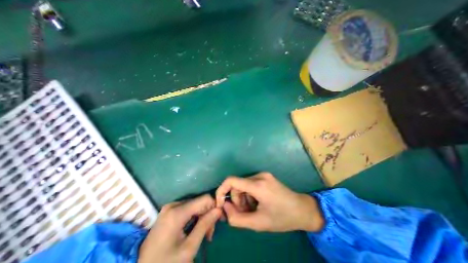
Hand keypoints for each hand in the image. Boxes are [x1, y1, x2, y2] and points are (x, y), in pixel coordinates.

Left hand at [137, 194, 221, 260]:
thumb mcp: (189, 248)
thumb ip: (205, 225)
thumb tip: (219, 209)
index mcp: (177, 212)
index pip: (205, 199)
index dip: (214, 206)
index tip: (217, 221)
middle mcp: (174, 204)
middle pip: (200, 202)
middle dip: (207, 215)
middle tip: (209, 233)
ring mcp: (170, 207)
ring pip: (195, 205)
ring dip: (201, 217)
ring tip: (203, 233)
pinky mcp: (169, 211)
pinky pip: (187, 208)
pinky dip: (194, 217)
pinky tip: (194, 229)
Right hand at [216, 173, 324, 232]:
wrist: (302, 209)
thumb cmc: (282, 218)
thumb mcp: (259, 223)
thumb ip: (237, 218)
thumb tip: (224, 207)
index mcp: (258, 185)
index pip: (231, 181)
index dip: (221, 191)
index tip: (220, 204)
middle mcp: (260, 175)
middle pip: (237, 185)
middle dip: (237, 200)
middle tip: (245, 213)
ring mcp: (263, 174)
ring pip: (243, 185)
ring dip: (243, 198)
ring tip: (253, 209)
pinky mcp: (265, 176)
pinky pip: (250, 184)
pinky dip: (249, 194)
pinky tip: (258, 203)